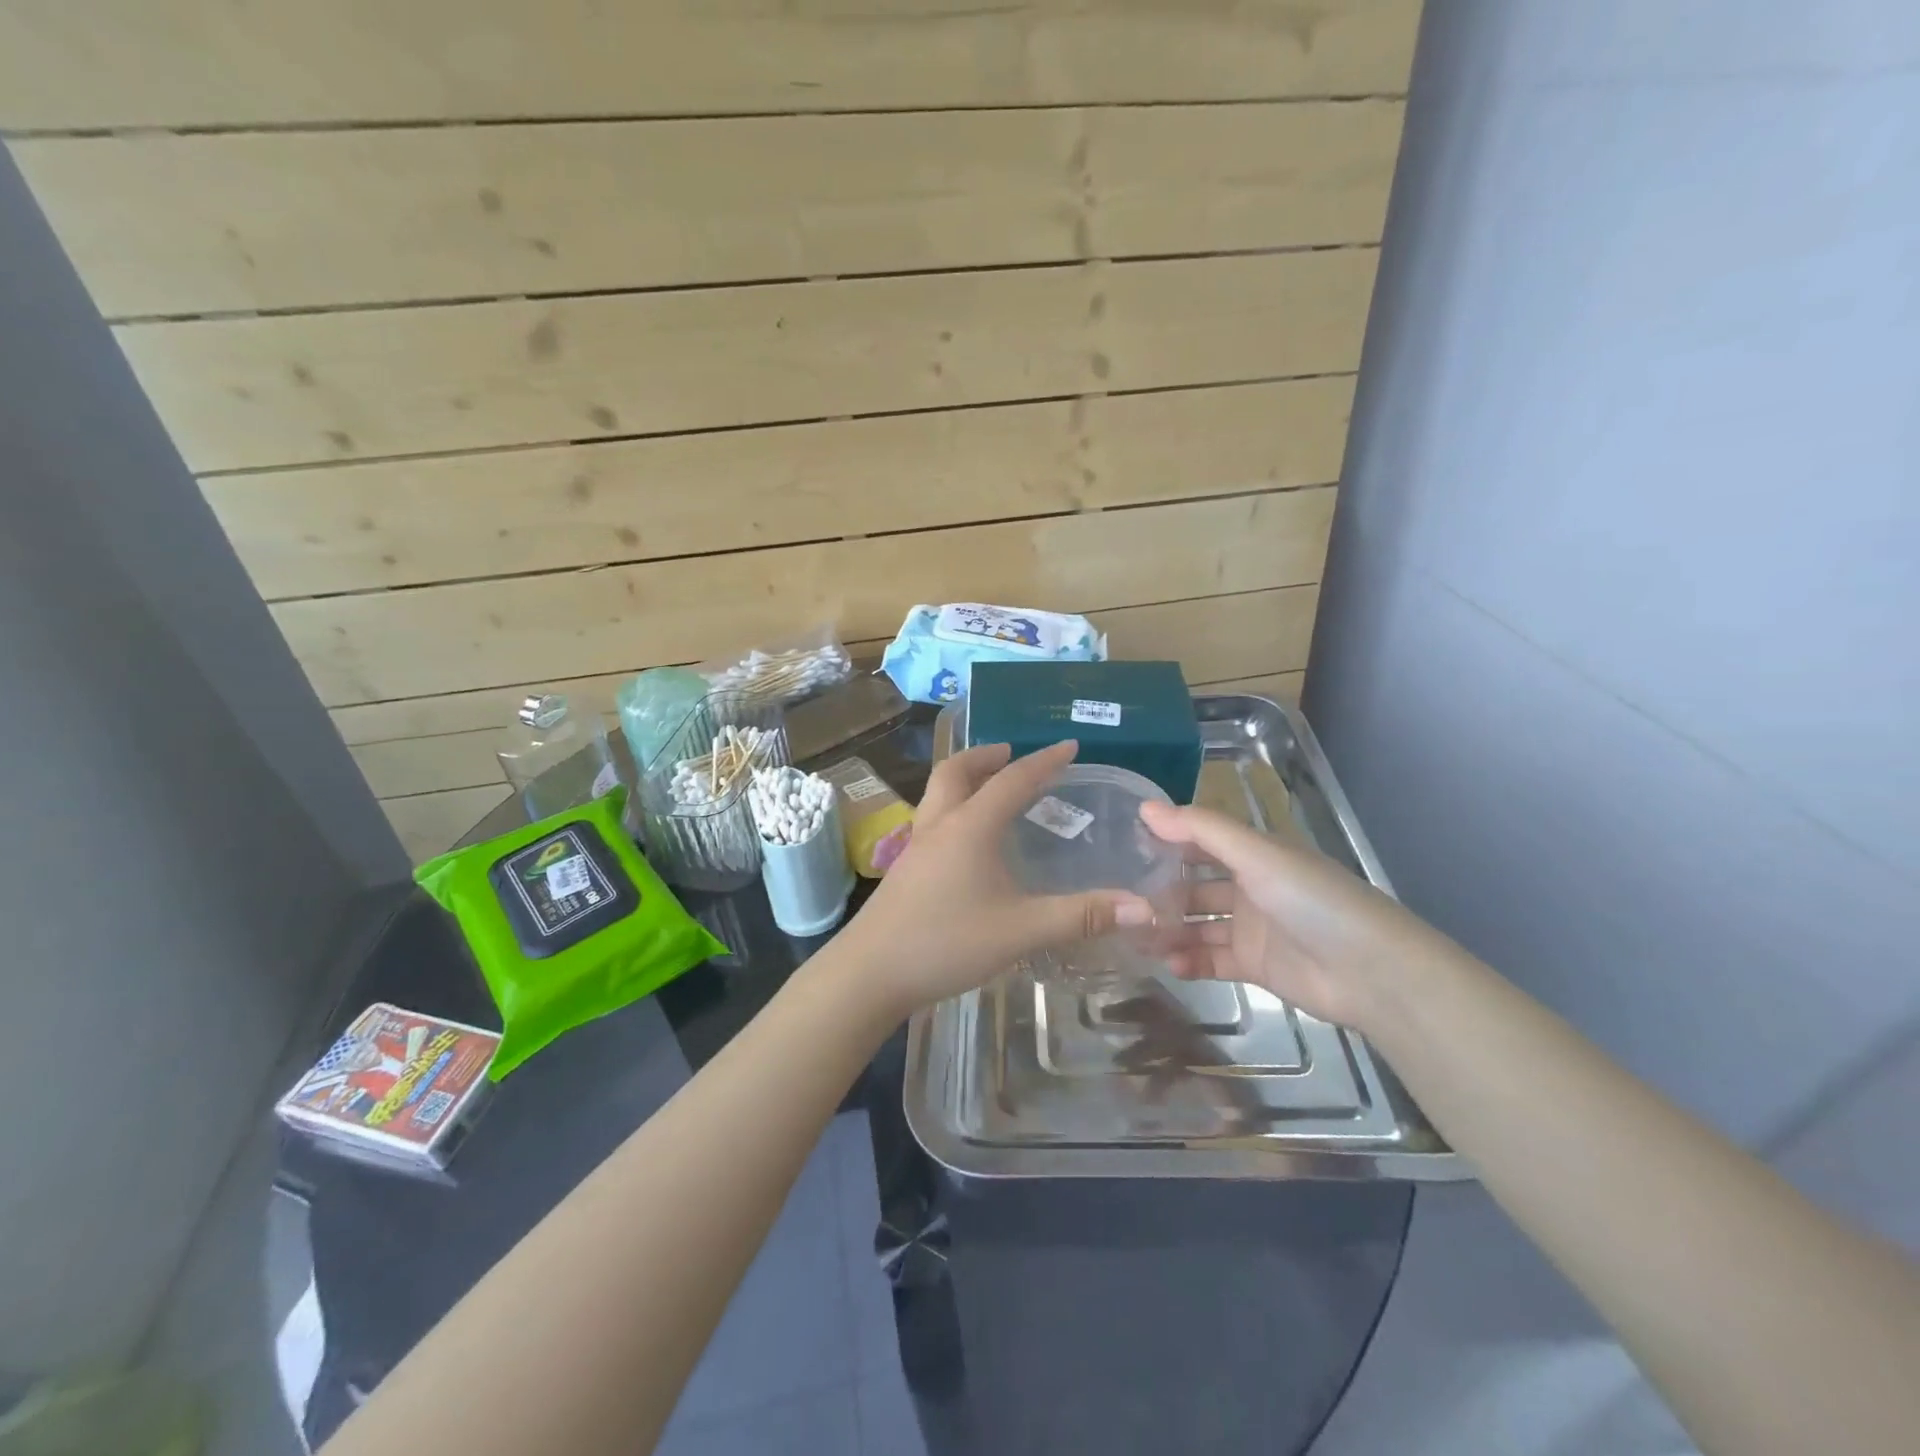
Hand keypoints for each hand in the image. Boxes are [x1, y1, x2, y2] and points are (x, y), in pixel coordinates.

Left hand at [836, 742, 1154, 1017]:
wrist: (870, 973)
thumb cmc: (946, 942)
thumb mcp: (1021, 930)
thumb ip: (1080, 916)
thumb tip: (1143, 908)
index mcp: (970, 826)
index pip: (1013, 780)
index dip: (1044, 761)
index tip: (1070, 746)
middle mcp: (940, 825)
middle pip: (957, 771)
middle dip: (987, 756)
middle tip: (1012, 754)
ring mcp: (916, 846)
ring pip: (938, 793)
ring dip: (965, 779)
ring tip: (989, 789)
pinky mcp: (904, 869)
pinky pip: (932, 819)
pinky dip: (953, 809)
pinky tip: (966, 842)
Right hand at [1139, 802, 1449, 1033]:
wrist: (1373, 972)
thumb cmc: (1313, 900)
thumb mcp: (1257, 855)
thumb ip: (1200, 830)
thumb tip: (1144, 807)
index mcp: (1255, 854)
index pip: (1201, 841)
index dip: (1166, 841)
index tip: (1122, 846)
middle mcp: (1251, 887)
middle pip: (1195, 887)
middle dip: (1162, 893)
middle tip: (1122, 901)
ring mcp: (1253, 929)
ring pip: (1200, 925)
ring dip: (1171, 930)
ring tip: (1136, 937)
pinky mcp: (1256, 967)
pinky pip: (1213, 960)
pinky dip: (1191, 961)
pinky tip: (1169, 964)